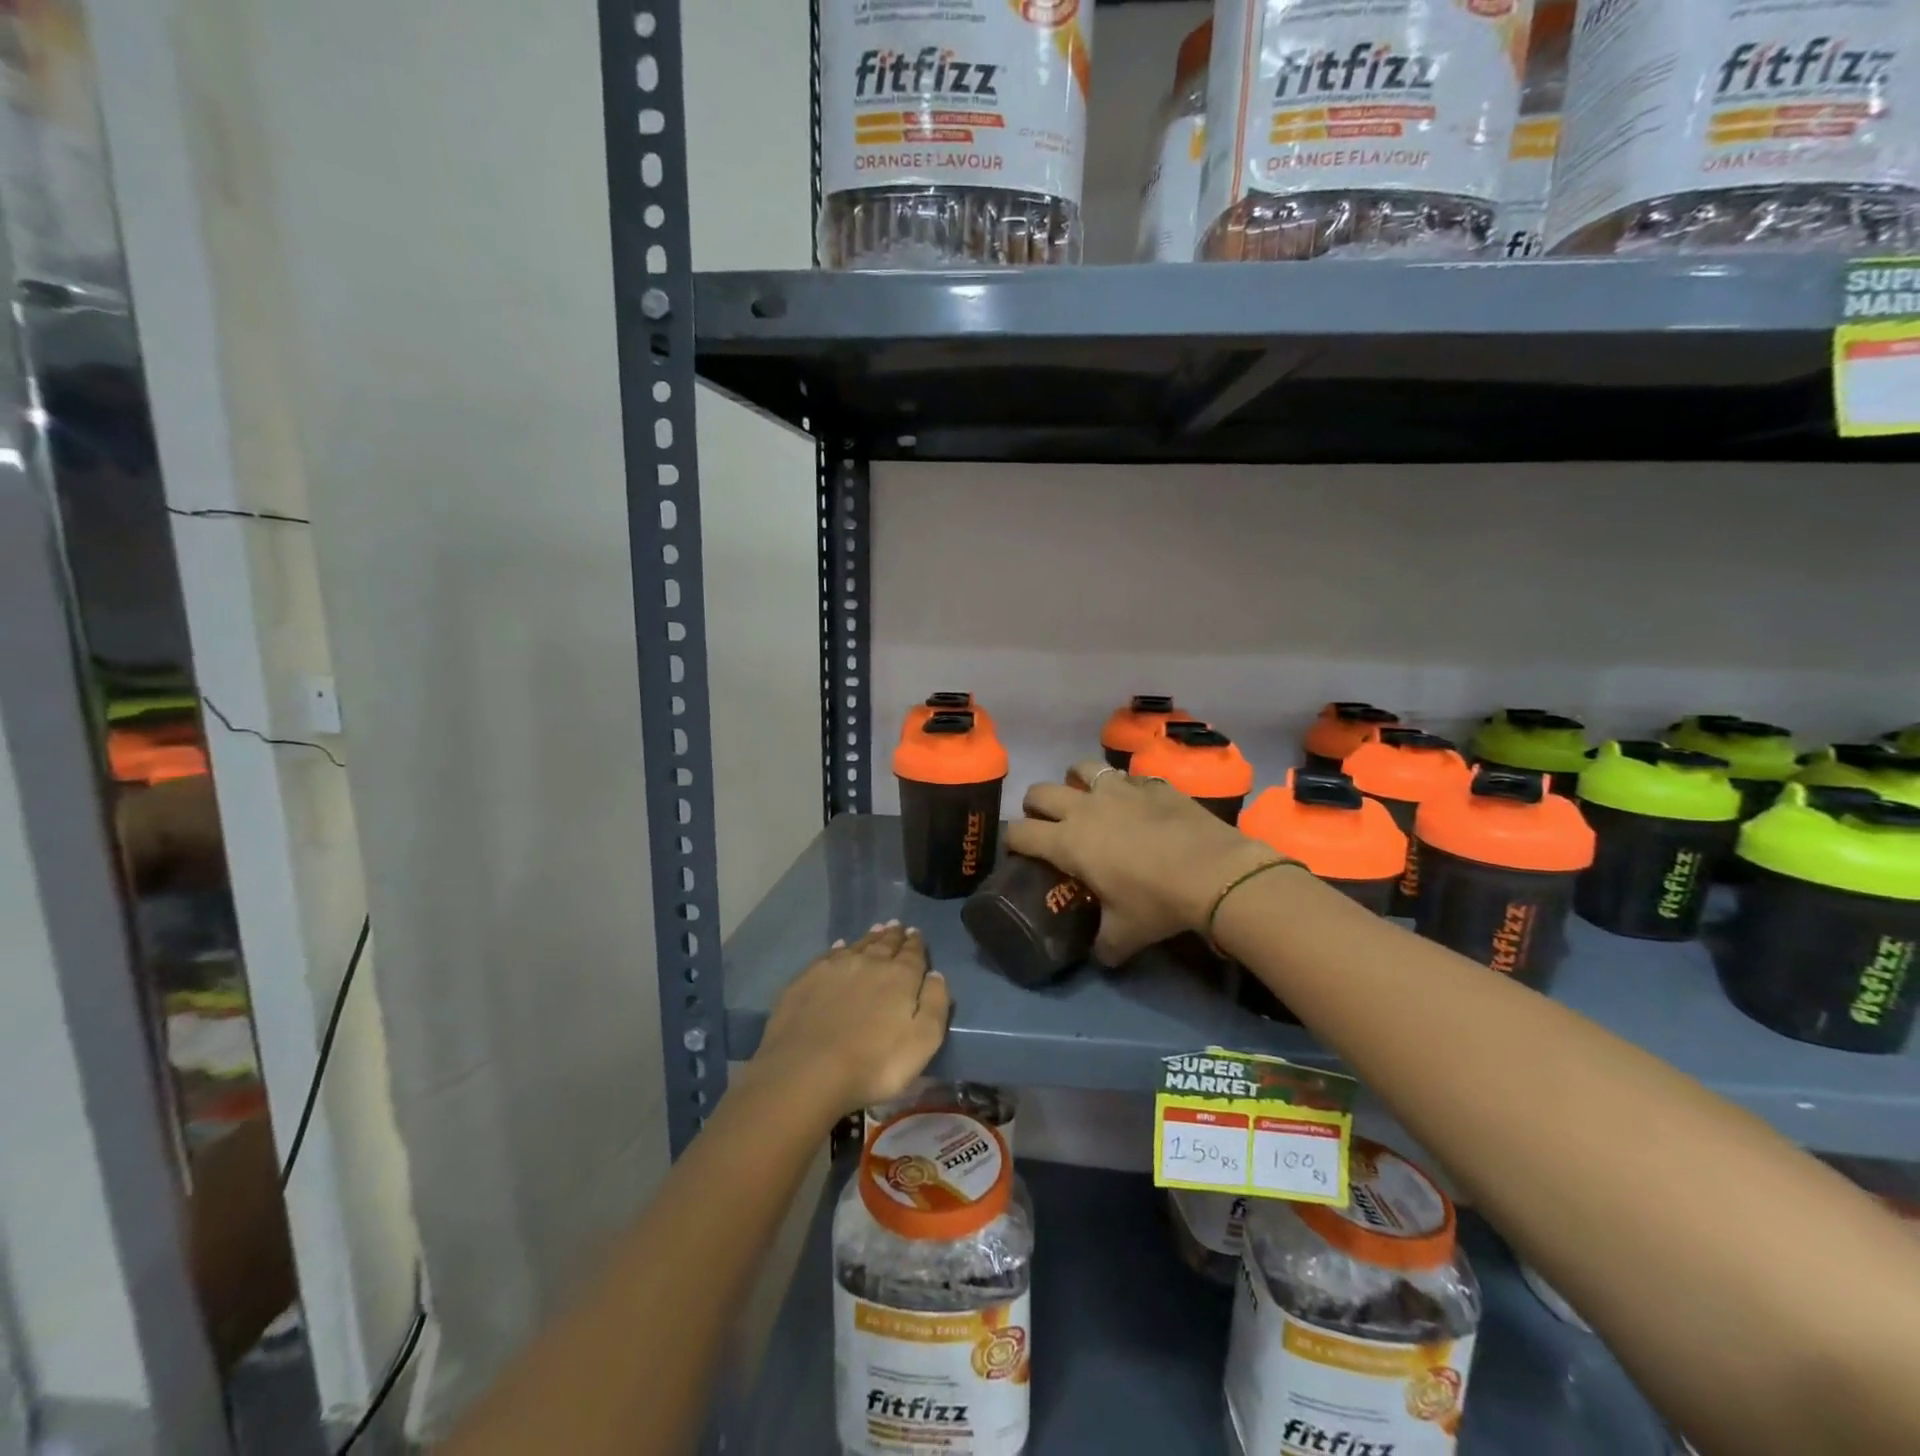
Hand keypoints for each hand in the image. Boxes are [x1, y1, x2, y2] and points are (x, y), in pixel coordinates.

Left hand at [747, 923, 951, 1118]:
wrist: (808, 1071)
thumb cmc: (875, 1064)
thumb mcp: (923, 1041)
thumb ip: (935, 1003)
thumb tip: (936, 974)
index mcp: (900, 977)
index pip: (913, 953)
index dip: (916, 943)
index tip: (916, 933)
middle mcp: (869, 962)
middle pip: (885, 944)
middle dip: (894, 935)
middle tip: (898, 926)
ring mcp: (835, 968)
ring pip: (859, 945)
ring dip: (871, 937)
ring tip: (877, 929)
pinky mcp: (808, 978)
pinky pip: (830, 955)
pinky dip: (840, 948)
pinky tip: (841, 946)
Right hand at [1005, 760, 1279, 964]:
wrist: (1214, 872)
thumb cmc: (1157, 902)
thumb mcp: (1125, 934)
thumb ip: (1104, 945)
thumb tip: (1100, 956)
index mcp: (1067, 842)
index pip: (1020, 833)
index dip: (1011, 840)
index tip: (1015, 850)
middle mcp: (1084, 808)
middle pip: (1040, 792)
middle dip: (1035, 806)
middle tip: (1045, 823)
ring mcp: (1119, 789)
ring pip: (1081, 768)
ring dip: (1075, 781)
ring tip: (1085, 798)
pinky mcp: (1151, 783)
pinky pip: (1126, 776)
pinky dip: (1122, 786)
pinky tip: (1133, 802)